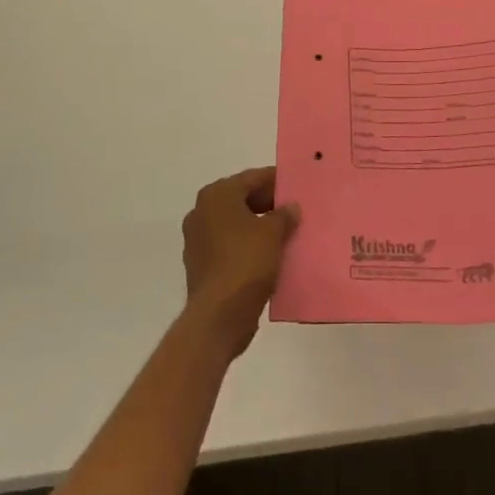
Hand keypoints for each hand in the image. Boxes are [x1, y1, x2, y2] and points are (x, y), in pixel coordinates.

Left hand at [182, 167, 298, 357]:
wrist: (218, 317)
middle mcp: (202, 212)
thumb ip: (284, 215)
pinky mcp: (201, 264)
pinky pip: (230, 246)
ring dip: (258, 226)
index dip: (276, 180)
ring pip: (236, 224)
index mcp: (217, 195)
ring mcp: (198, 240)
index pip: (252, 178)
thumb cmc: (246, 262)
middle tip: (295, 210)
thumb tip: (291, 207)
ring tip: (286, 233)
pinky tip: (269, 256)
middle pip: (242, 199)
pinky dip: (248, 246)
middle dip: (268, 204)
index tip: (296, 185)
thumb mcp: (273, 233)